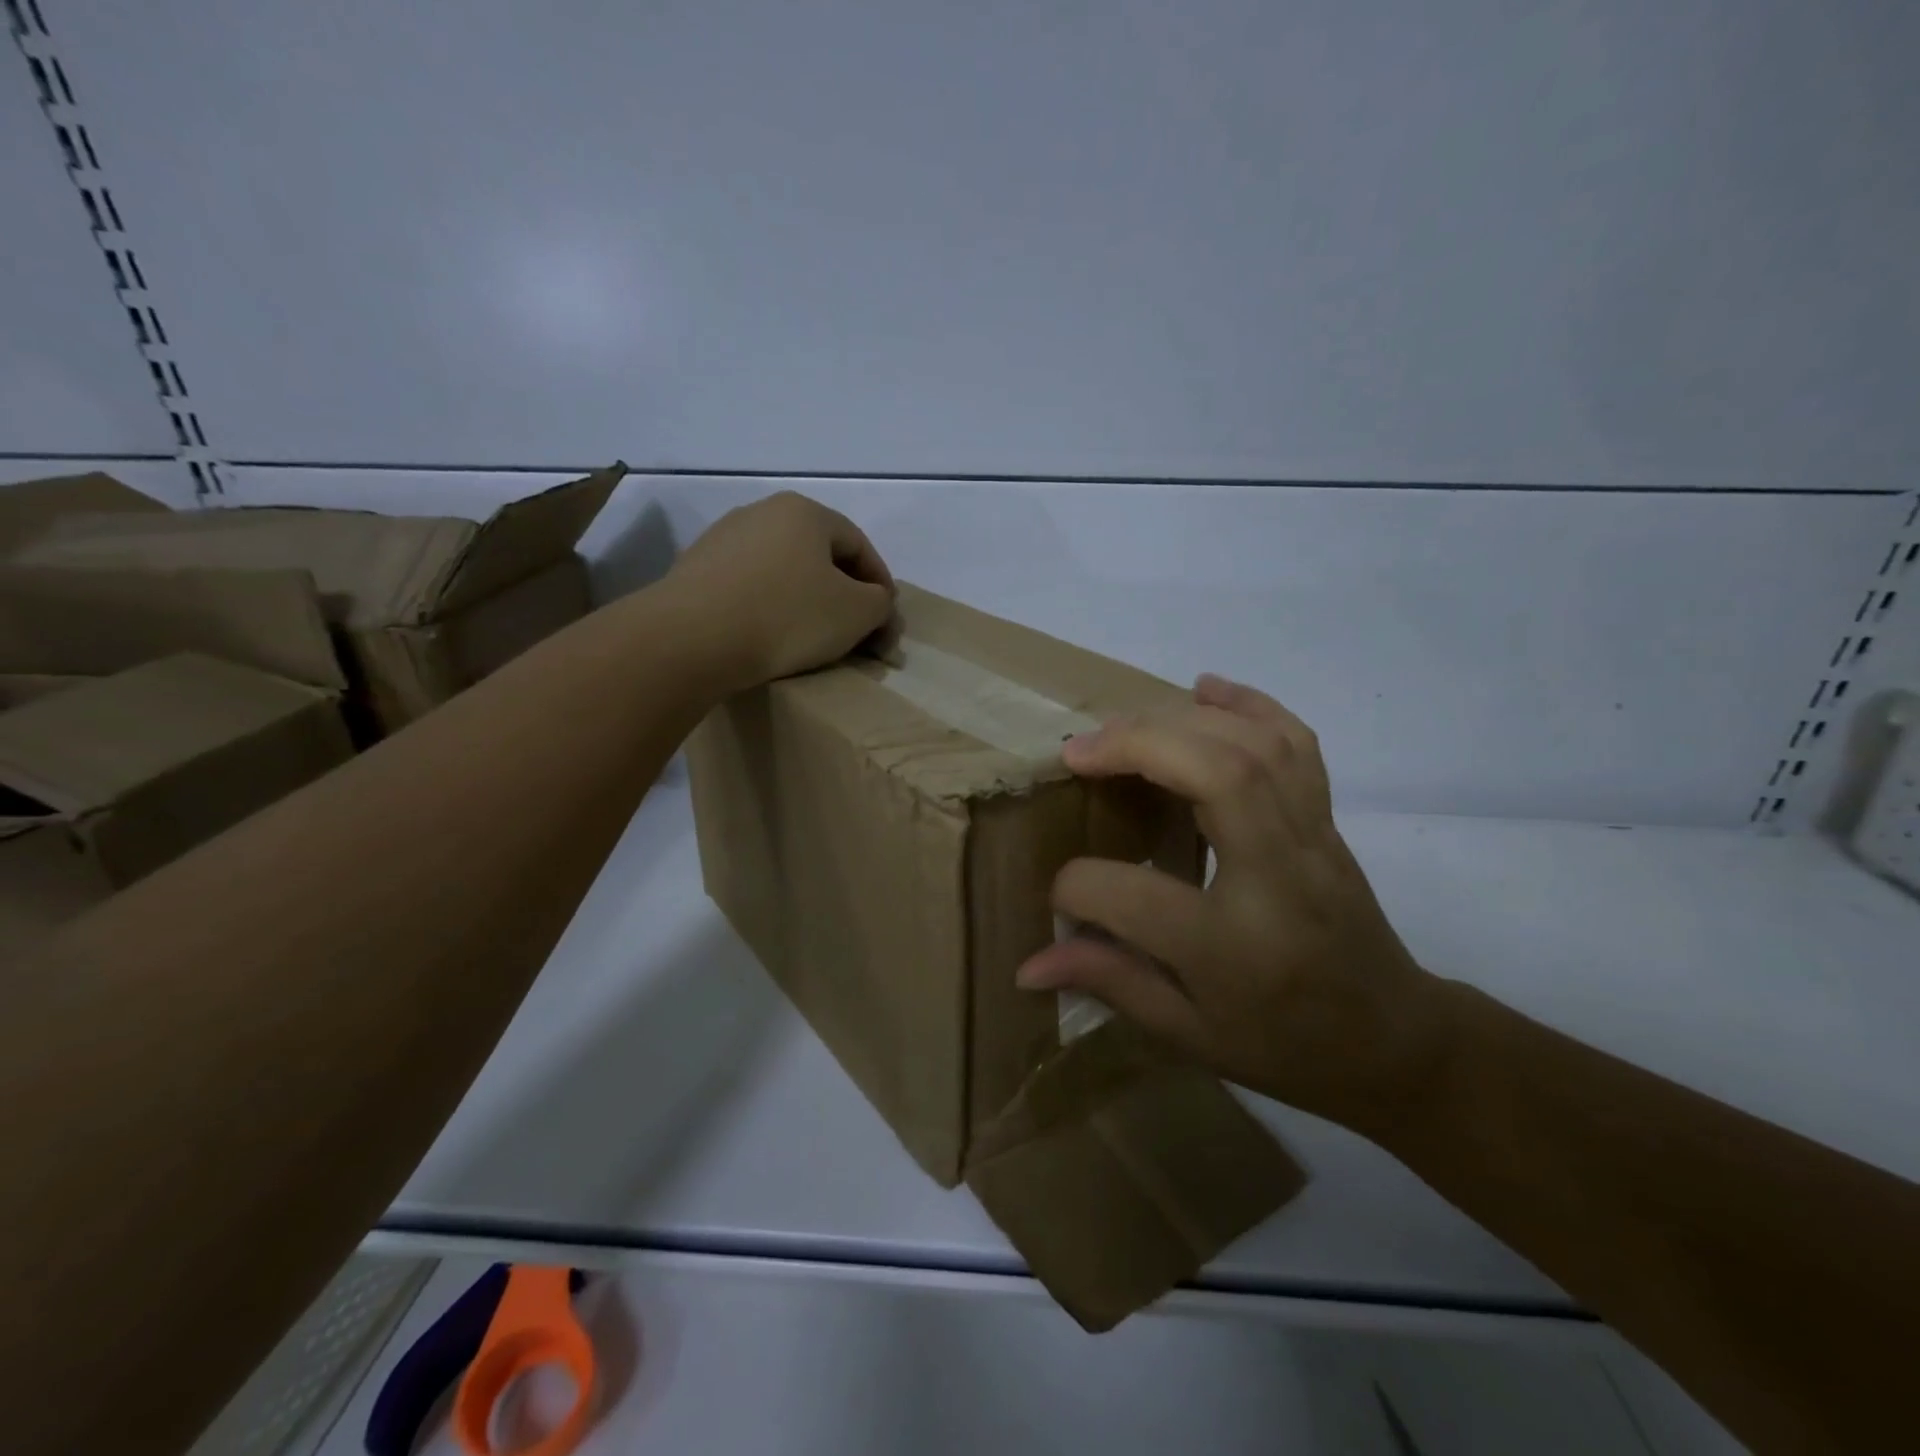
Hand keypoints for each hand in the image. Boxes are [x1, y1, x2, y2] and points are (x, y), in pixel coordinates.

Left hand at [665, 492, 897, 689]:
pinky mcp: (695, 570)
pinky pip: (750, 588)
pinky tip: (769, 637)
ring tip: (812, 640)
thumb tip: (876, 604)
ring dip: (806, 602)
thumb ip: (880, 604)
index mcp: (805, 511)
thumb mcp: (857, 613)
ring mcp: (722, 539)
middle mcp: (761, 512)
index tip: (886, 624)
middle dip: (844, 596)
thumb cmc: (787, 616)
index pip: (860, 546)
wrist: (691, 639)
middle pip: (820, 557)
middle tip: (855, 634)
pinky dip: (769, 609)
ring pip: (784, 572)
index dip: (882, 586)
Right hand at [1015, 674, 1450, 1133]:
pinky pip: (1297, 742)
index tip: (1058, 894)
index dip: (1075, 889)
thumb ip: (1109, 983)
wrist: (1394, 1040)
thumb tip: (1027, 965)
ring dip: (1179, 719)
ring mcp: (1312, 839)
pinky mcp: (1328, 818)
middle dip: (1135, 746)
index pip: (1132, 896)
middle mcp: (1279, 878)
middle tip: (1077, 751)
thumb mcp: (1190, 1035)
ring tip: (1122, 726)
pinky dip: (1249, 703)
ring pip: (1255, 746)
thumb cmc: (1284, 1044)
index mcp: (1233, 949)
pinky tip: (1205, 689)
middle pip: (1215, 776)